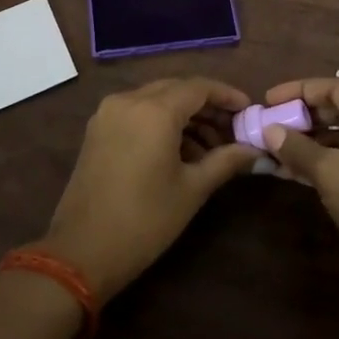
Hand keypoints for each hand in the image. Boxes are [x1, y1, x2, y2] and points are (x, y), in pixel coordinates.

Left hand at [42, 76, 260, 302]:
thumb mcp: (192, 189)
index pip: (199, 87)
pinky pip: (137, 113)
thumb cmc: (145, 220)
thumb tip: (256, 150)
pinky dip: (161, 122)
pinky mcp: (98, 130)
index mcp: (154, 110)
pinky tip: (180, 151)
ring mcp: (108, 114)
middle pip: (177, 89)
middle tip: (233, 130)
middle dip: (207, 106)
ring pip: (156, 100)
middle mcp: (128, 100)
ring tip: (211, 148)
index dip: (227, 95)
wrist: (82, 251)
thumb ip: (226, 161)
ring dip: (184, 115)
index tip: (249, 111)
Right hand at [261, 76, 338, 312]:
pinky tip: (298, 170)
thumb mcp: (331, 175)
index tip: (268, 100)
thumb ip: (298, 147)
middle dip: (305, 117)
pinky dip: (329, 160)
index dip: (299, 91)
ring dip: (314, 141)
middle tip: (271, 124)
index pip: (337, 88)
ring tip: (278, 148)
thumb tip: (269, 130)